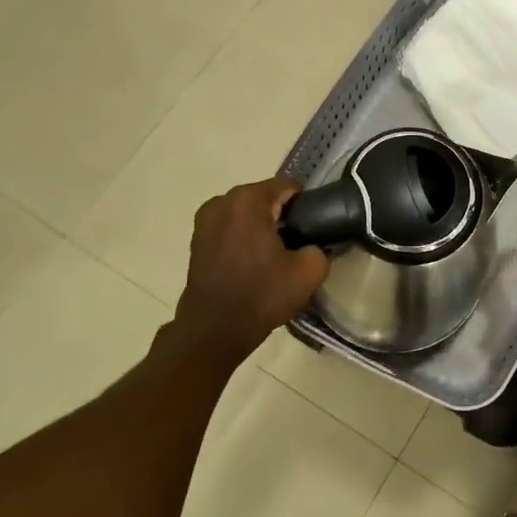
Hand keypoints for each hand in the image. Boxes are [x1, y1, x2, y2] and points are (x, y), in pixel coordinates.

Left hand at [171, 178, 328, 362]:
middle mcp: (223, 200)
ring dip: (260, 226)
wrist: (214, 330)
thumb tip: (313, 245)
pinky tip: (251, 263)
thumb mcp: (309, 271)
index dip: (305, 206)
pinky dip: (242, 237)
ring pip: (246, 213)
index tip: (311, 230)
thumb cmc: (261, 295)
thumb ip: (320, 247)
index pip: (289, 186)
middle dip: (281, 215)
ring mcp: (205, 219)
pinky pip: (230, 227)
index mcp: (250, 199)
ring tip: (272, 256)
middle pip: (265, 197)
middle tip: (294, 245)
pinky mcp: (196, 239)